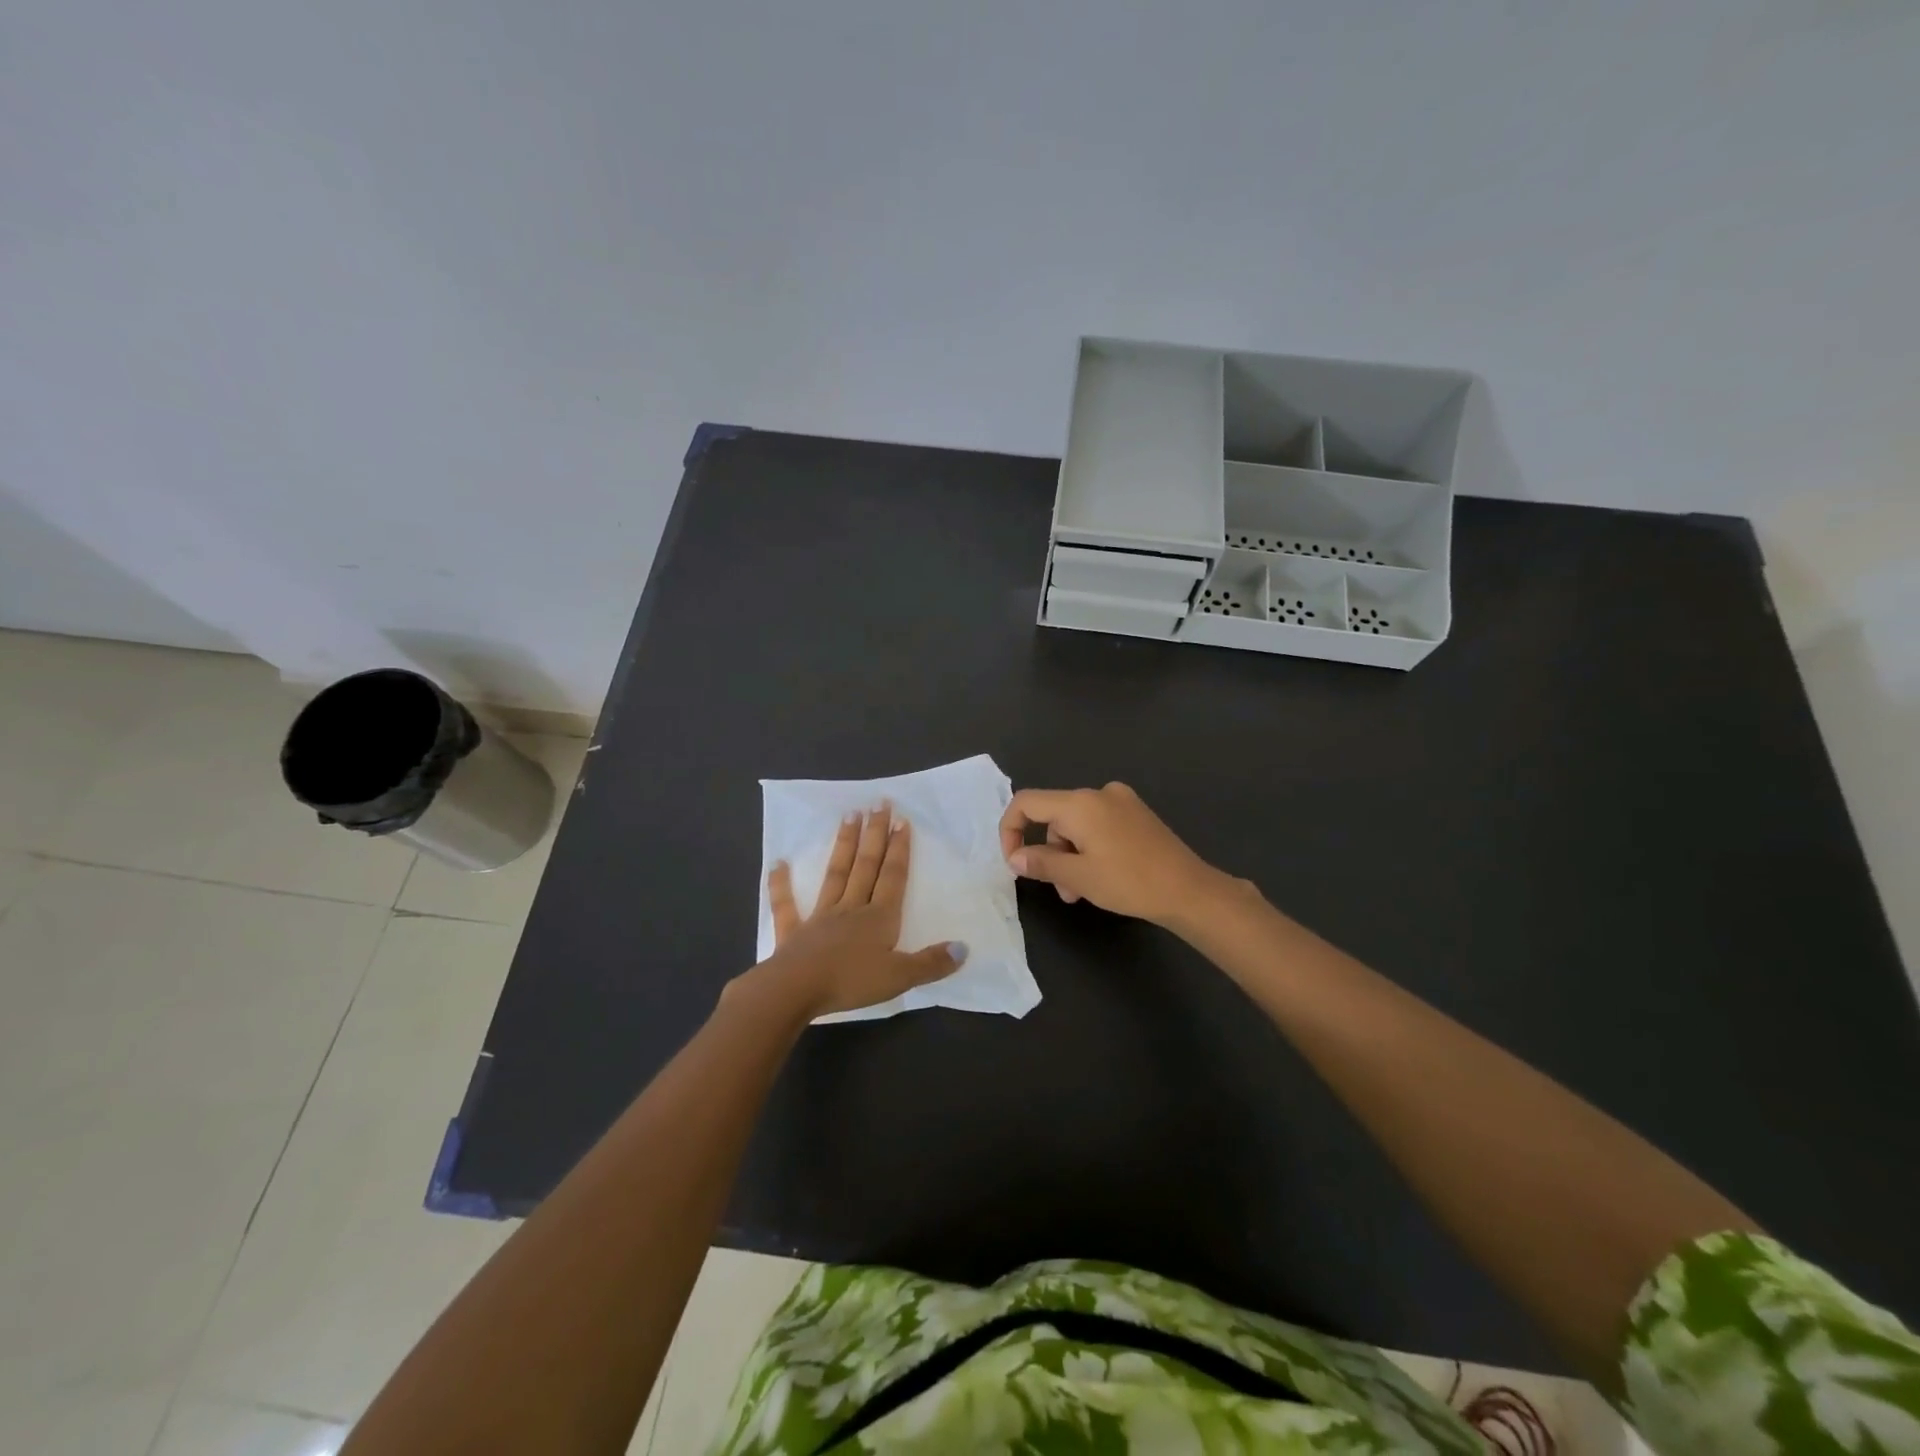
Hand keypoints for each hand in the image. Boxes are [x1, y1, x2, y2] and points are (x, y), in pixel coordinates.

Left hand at [747, 805, 965, 1019]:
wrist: (796, 990)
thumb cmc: (850, 982)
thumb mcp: (899, 977)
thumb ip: (931, 963)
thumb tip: (963, 948)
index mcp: (879, 918)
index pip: (893, 877)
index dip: (899, 849)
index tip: (902, 820)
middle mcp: (852, 908)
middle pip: (866, 866)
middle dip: (875, 834)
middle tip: (879, 804)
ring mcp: (820, 916)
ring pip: (836, 874)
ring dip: (844, 845)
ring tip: (849, 815)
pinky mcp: (793, 932)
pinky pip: (786, 904)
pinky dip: (781, 884)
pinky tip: (778, 863)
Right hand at [998, 782, 1235, 927]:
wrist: (1190, 890)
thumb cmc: (1129, 882)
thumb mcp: (1078, 877)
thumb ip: (1041, 863)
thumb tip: (1015, 858)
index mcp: (1079, 803)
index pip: (1026, 803)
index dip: (1010, 830)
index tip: (1015, 862)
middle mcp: (1098, 793)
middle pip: (1054, 816)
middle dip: (1050, 852)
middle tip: (1062, 889)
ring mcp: (1121, 801)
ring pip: (1077, 825)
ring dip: (1071, 856)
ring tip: (1082, 891)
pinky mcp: (1138, 814)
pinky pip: (1099, 825)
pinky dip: (1090, 848)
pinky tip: (1103, 876)